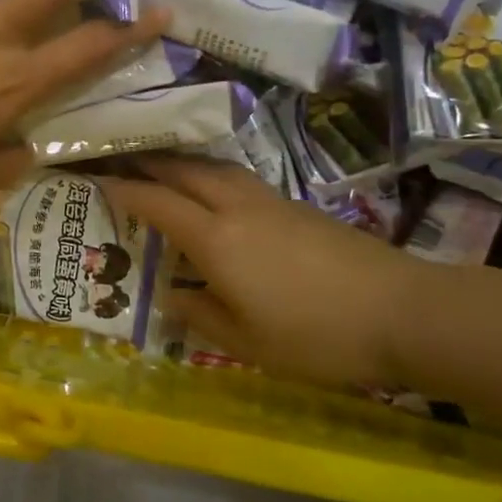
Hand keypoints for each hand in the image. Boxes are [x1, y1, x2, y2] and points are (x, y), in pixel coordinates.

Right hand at [104, 156, 424, 387]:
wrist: (403, 311)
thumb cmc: (316, 335)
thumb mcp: (247, 342)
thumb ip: (201, 314)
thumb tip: (170, 296)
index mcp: (216, 239)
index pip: (157, 203)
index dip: (125, 190)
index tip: (98, 181)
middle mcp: (237, 208)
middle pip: (185, 172)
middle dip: (150, 162)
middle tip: (124, 160)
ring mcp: (271, 202)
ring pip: (216, 169)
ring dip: (184, 164)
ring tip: (165, 169)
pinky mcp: (298, 207)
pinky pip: (240, 179)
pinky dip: (213, 176)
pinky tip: (217, 193)